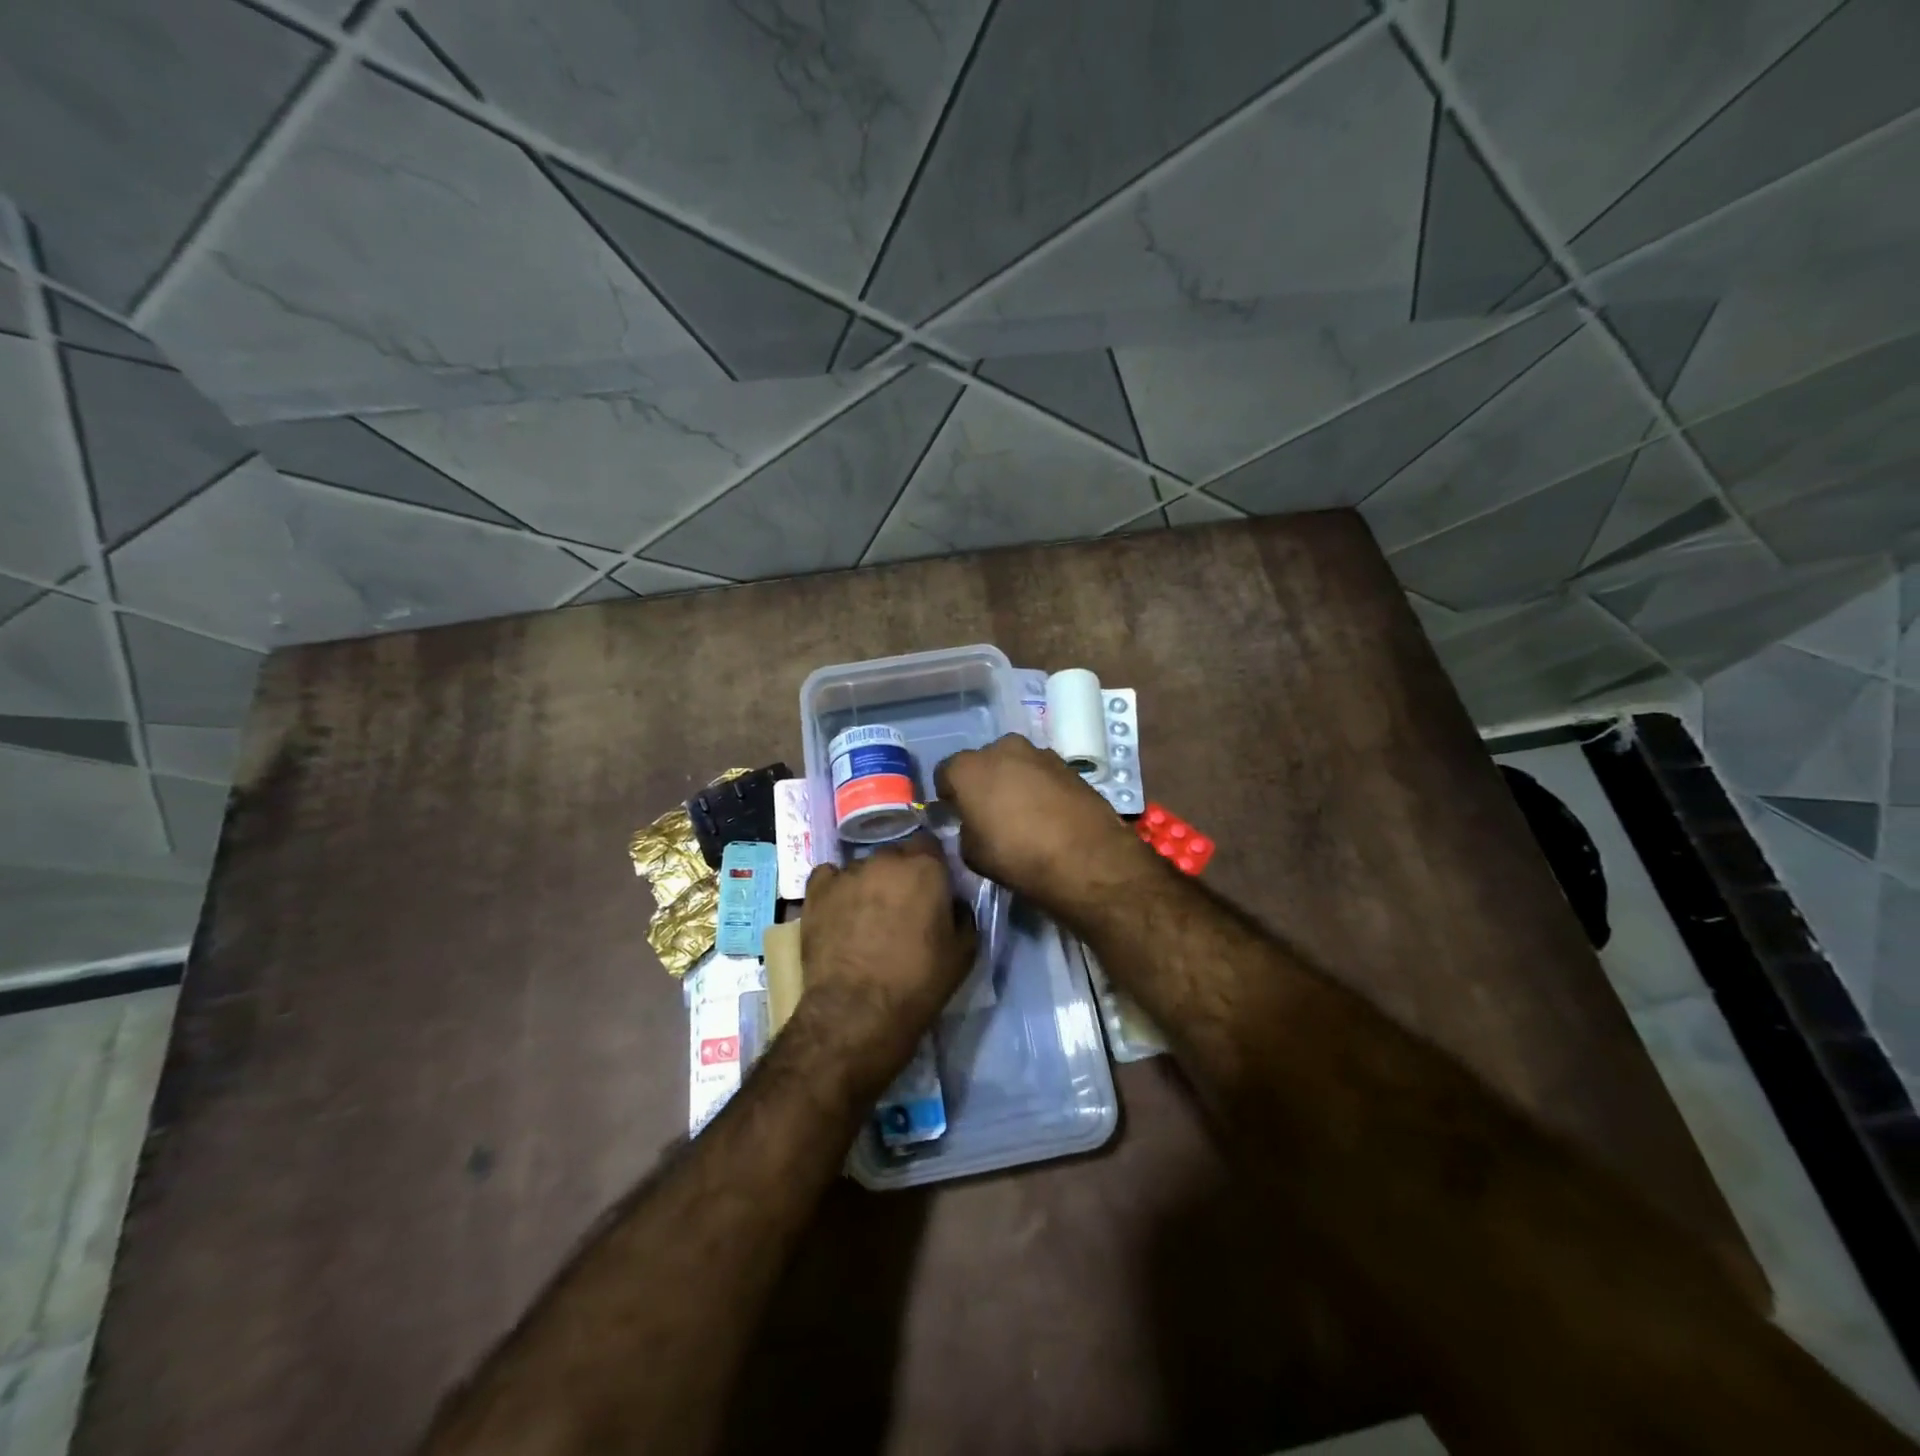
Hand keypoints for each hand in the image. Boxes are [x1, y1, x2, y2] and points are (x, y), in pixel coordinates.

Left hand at [796, 837, 976, 1100]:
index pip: (931, 846)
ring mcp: (847, 873)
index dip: (932, 866)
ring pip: (863, 867)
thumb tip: (953, 902)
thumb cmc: (919, 982)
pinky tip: (839, 911)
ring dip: (869, 884)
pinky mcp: (816, 891)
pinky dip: (836, 888)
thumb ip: (963, 914)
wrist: (857, 1012)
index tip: (933, 889)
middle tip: (903, 906)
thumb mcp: (964, 951)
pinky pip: (830, 877)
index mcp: (925, 867)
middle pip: (896, 856)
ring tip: (867, 916)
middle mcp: (885, 859)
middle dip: (901, 875)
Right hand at [934, 734, 1158, 914]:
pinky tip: (1048, 814)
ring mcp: (1038, 752)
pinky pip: (1041, 773)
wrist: (1085, 857)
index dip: (948, 795)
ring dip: (1014, 782)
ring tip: (1023, 815)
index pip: (945, 773)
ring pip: (1015, 764)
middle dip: (983, 782)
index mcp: (968, 768)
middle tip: (990, 813)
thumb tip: (973, 823)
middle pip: (982, 763)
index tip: (956, 814)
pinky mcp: (1068, 764)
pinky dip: (1040, 787)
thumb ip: (965, 829)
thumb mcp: (972, 854)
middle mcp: (1001, 748)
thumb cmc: (1017, 856)